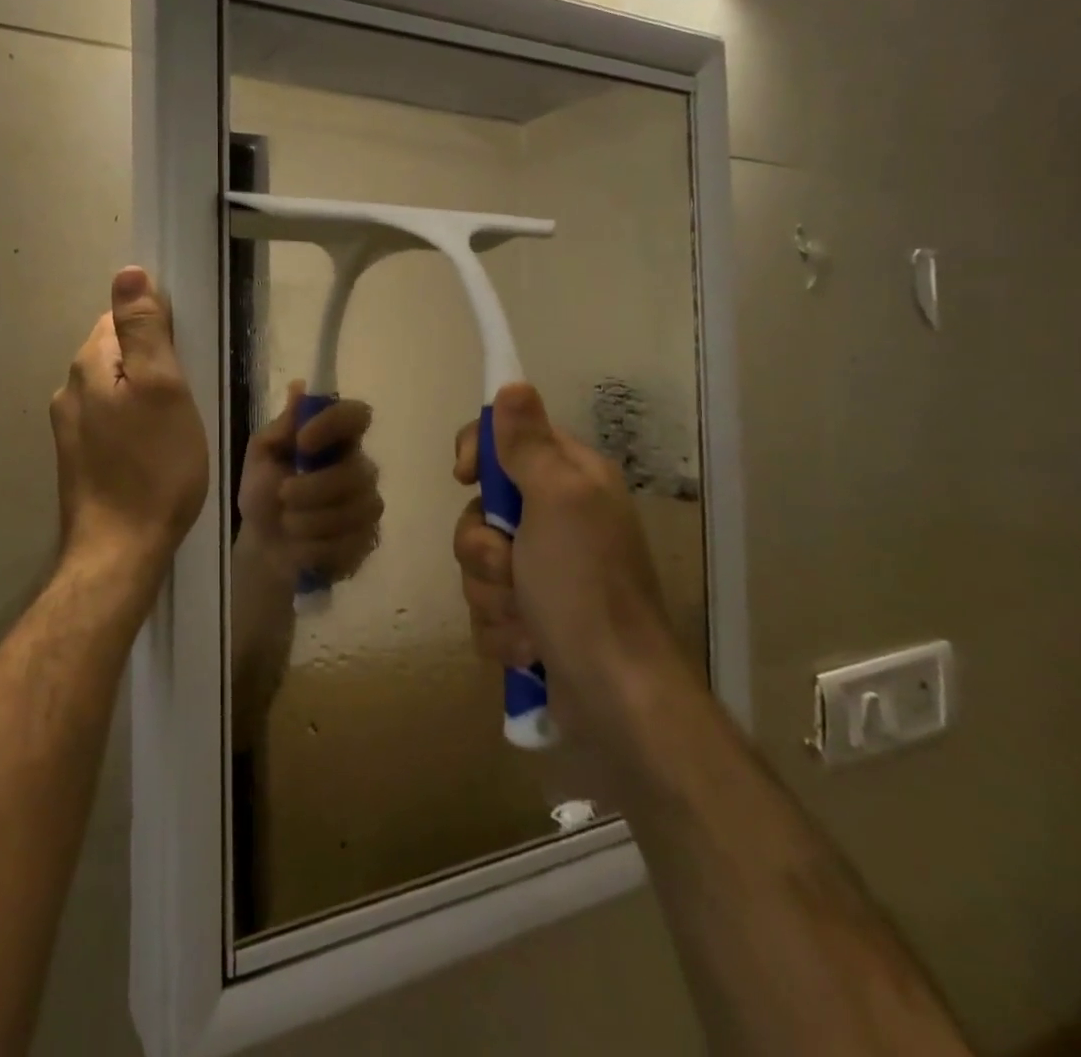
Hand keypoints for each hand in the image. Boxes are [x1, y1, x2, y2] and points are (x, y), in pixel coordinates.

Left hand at [51, 267, 209, 565]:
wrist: (120, 550)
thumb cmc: (154, 466)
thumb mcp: (162, 388)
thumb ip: (144, 328)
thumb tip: (128, 271)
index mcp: (89, 366)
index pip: (119, 318)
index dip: (157, 327)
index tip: (187, 356)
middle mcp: (70, 390)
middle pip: (115, 352)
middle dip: (151, 362)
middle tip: (188, 394)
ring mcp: (69, 428)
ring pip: (113, 389)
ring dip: (143, 394)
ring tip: (176, 423)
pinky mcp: (78, 459)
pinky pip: (110, 421)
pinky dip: (133, 423)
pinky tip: (154, 448)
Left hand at [237, 381, 382, 585]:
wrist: (263, 547)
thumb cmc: (263, 493)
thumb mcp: (261, 456)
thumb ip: (281, 426)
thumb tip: (298, 387)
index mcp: (336, 439)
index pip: (357, 415)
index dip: (334, 424)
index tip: (302, 442)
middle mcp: (361, 467)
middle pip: (355, 471)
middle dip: (313, 488)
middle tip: (283, 494)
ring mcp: (368, 505)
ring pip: (353, 510)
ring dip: (310, 520)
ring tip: (287, 523)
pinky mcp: (368, 540)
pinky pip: (350, 542)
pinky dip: (317, 546)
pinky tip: (302, 545)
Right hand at [452, 383, 672, 738]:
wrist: (615, 695)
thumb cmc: (585, 587)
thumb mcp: (556, 501)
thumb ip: (526, 444)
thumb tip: (513, 384)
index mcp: (570, 481)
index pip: (506, 440)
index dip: (478, 454)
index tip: (465, 477)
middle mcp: (558, 520)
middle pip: (480, 510)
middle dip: (483, 548)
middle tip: (510, 566)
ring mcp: (543, 572)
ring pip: (478, 563)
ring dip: (492, 595)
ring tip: (527, 620)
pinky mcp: (532, 617)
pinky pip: (486, 607)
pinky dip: (501, 629)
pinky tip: (529, 646)